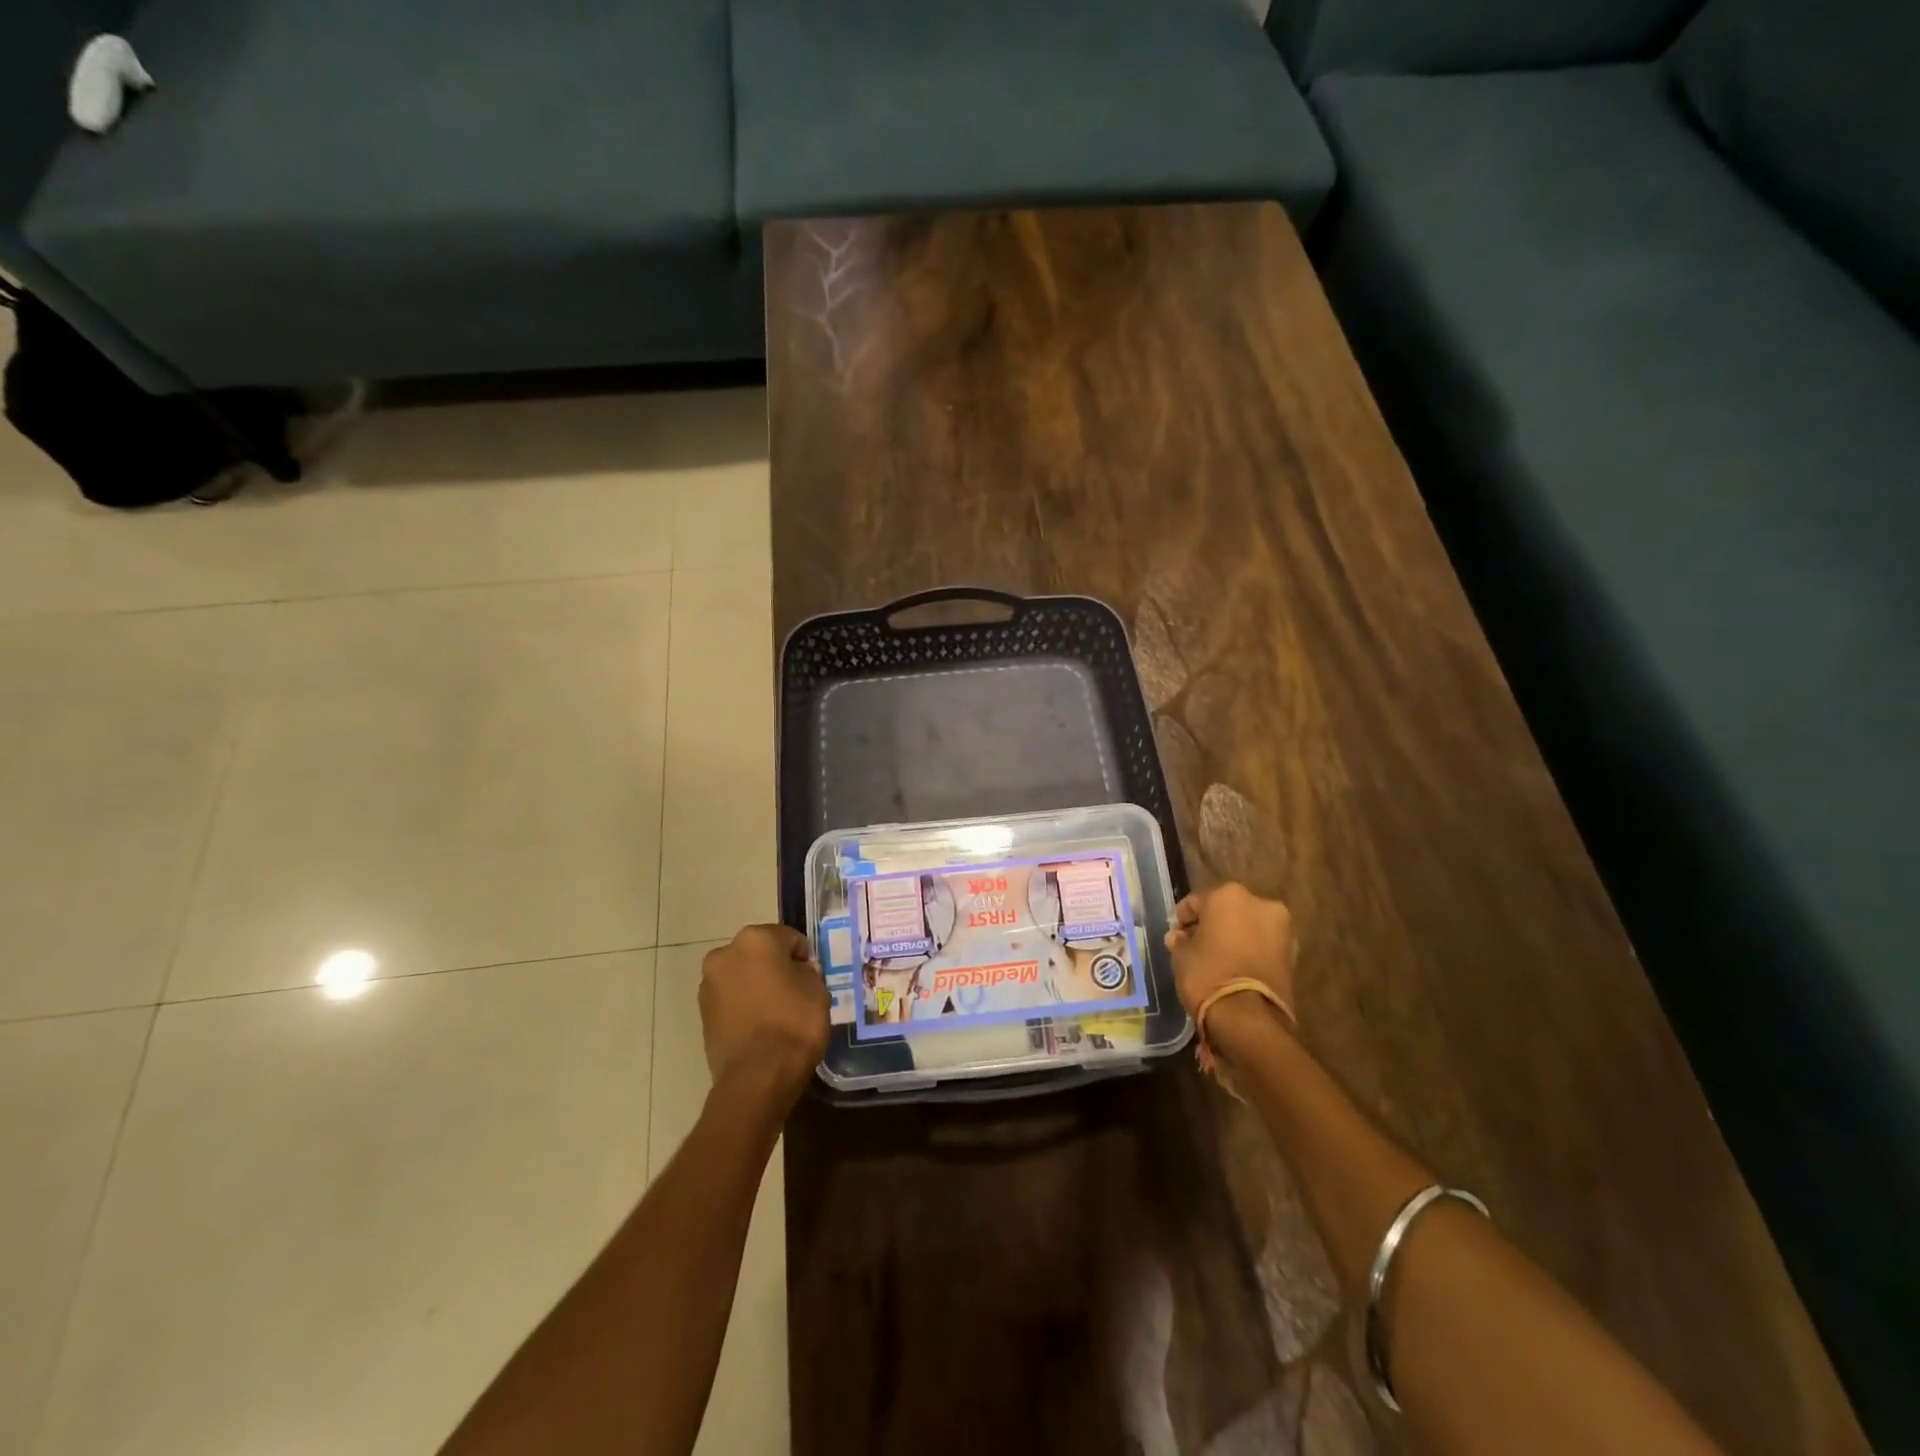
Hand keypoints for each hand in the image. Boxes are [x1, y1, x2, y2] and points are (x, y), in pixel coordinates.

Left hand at [699, 925, 829, 1104]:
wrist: (757, 1076)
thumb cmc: (794, 1024)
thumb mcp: (817, 990)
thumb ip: (807, 973)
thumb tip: (798, 973)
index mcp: (755, 939)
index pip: (788, 938)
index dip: (804, 957)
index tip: (813, 977)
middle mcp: (725, 954)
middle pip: (759, 954)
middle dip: (775, 967)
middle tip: (795, 991)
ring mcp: (709, 985)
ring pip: (742, 976)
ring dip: (757, 986)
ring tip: (777, 1012)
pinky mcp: (702, 1014)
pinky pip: (731, 1000)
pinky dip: (744, 1006)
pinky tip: (761, 1027)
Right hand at [1164, 883, 1297, 1025]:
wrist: (1248, 1018)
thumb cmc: (1207, 975)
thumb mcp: (1181, 956)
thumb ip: (1180, 941)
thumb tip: (1179, 937)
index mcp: (1229, 895)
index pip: (1197, 902)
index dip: (1183, 918)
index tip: (1175, 934)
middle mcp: (1260, 904)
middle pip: (1228, 910)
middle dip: (1214, 924)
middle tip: (1198, 944)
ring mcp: (1282, 929)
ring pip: (1250, 927)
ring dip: (1236, 937)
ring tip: (1219, 958)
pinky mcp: (1294, 956)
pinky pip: (1264, 947)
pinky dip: (1252, 952)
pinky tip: (1237, 968)